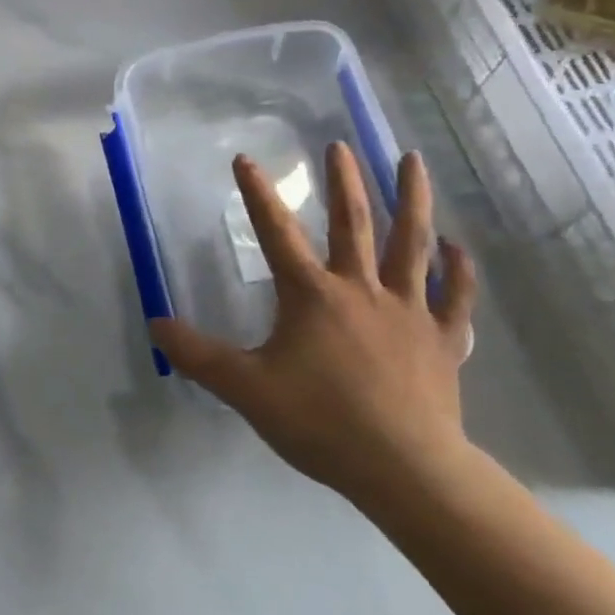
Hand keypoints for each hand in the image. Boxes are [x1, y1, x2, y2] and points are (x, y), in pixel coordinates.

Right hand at [150, 143, 476, 514]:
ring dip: (412, 199)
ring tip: (413, 160)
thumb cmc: (321, 422)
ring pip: (412, 244)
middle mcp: (362, 290)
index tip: (246, 159)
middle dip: (344, 181)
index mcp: (312, 295)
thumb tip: (156, 324)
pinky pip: (455, 297)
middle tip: (339, 145)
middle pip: (354, 223)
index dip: (258, 194)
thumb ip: (198, 356)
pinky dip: (458, 271)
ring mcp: (409, 312)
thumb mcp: (246, 389)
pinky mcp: (443, 341)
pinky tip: (457, 248)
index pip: (277, 233)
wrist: (404, 469)